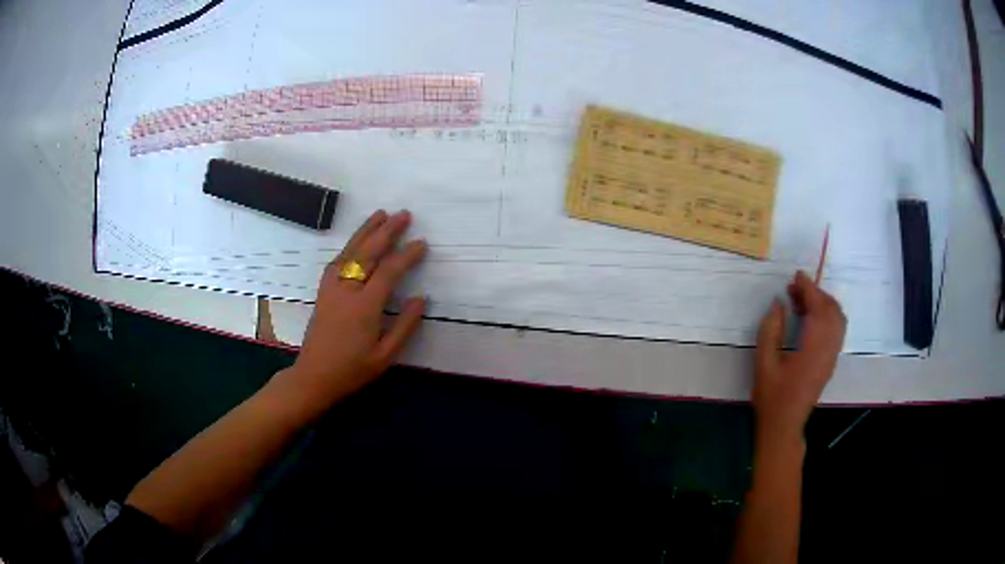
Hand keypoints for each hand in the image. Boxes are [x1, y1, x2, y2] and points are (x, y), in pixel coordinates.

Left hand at [265, 210, 426, 421]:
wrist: (314, 376)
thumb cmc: (352, 370)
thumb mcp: (385, 356)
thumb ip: (405, 326)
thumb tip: (421, 298)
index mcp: (364, 307)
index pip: (389, 271)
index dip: (406, 255)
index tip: (421, 243)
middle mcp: (346, 290)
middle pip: (367, 252)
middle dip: (387, 231)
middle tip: (404, 214)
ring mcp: (331, 288)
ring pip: (350, 251)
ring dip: (366, 231)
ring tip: (381, 214)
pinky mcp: (323, 291)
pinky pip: (337, 261)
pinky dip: (349, 246)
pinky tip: (356, 241)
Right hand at [753, 271, 845, 442]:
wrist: (784, 426)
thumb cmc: (772, 397)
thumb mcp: (763, 363)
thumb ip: (770, 330)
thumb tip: (778, 303)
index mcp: (812, 349)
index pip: (817, 308)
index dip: (808, 288)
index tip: (796, 275)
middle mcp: (828, 349)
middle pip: (832, 310)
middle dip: (816, 293)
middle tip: (794, 288)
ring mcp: (832, 356)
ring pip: (838, 319)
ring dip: (823, 303)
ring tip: (801, 301)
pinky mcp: (831, 361)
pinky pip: (837, 329)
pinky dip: (827, 316)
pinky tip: (810, 319)